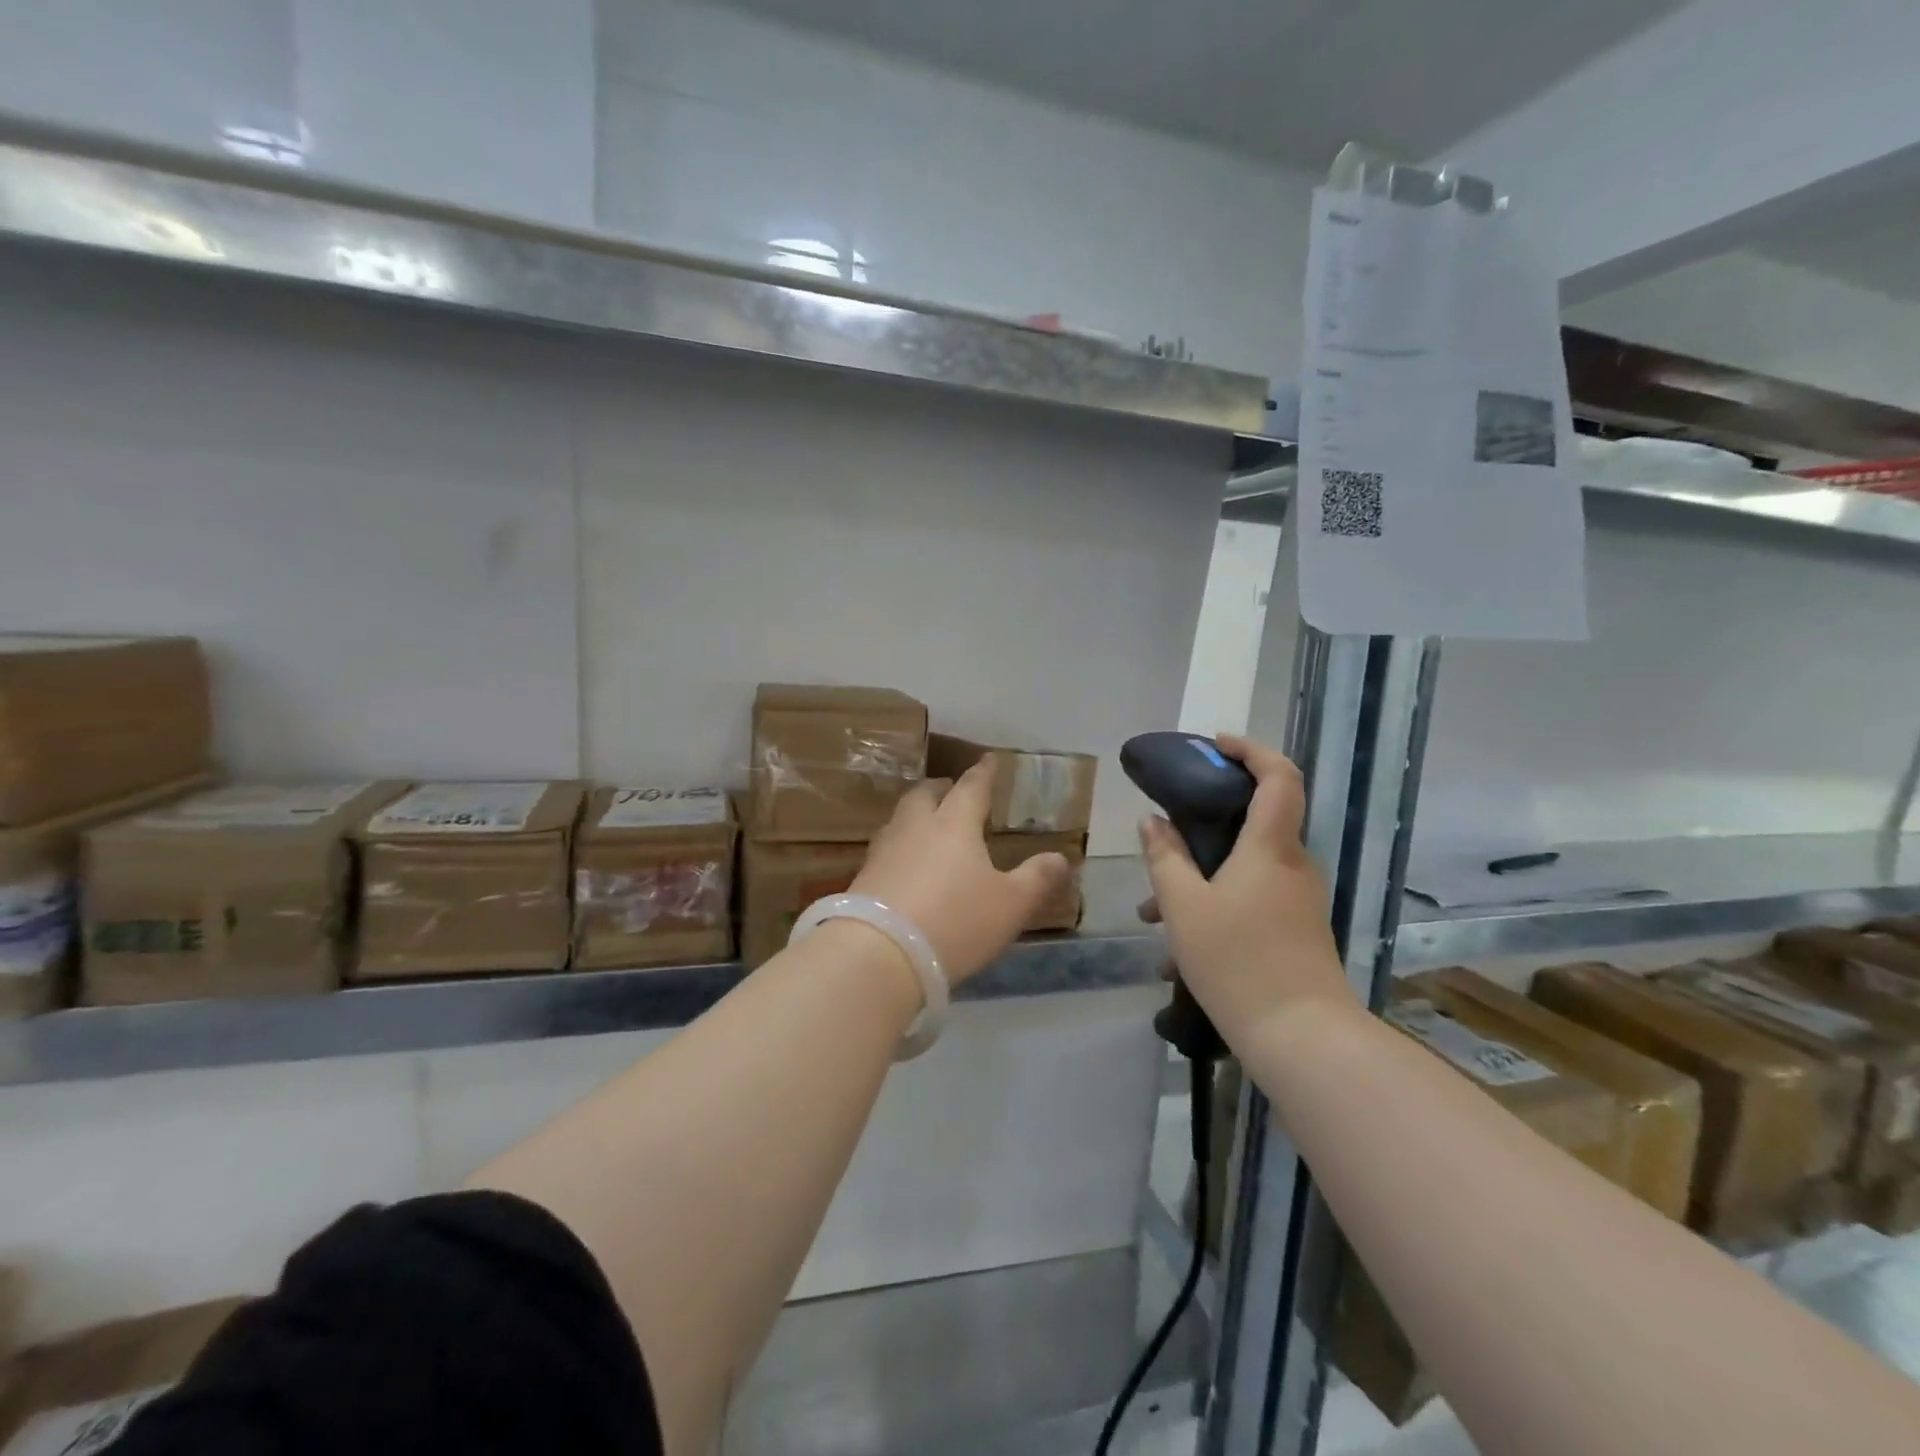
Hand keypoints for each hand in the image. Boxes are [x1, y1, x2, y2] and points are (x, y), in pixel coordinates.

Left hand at [852, 764, 1071, 986]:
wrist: (879, 955)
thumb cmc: (955, 921)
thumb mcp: (1010, 905)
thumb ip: (1036, 879)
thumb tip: (1059, 858)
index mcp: (953, 823)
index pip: (971, 787)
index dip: (984, 773)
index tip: (990, 759)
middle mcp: (915, 827)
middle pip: (925, 795)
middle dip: (941, 789)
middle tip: (951, 791)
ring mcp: (884, 851)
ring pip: (901, 819)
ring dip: (917, 816)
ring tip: (929, 827)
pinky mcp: (863, 878)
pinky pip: (886, 849)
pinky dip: (901, 848)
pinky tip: (906, 865)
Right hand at [1137, 735, 1354, 1041]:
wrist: (1301, 1038)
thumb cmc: (1237, 960)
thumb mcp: (1183, 906)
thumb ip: (1164, 857)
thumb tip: (1153, 821)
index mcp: (1270, 847)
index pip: (1279, 776)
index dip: (1251, 750)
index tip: (1215, 745)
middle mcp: (1293, 865)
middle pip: (1254, 822)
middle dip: (1203, 826)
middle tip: (1163, 837)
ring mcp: (1299, 900)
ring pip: (1244, 869)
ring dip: (1200, 878)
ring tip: (1151, 914)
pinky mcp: (1298, 931)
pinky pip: (1252, 900)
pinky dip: (1215, 906)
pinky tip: (1177, 952)